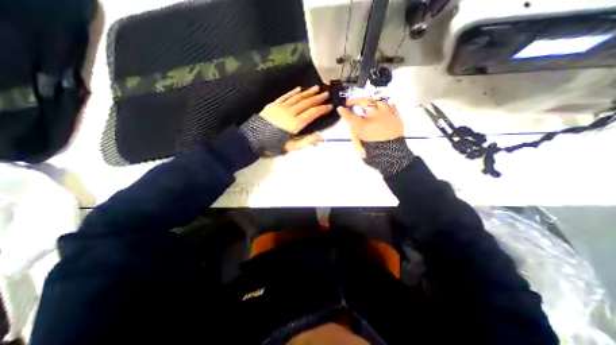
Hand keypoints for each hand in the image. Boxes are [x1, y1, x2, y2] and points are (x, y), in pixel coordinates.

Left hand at [263, 85, 334, 150]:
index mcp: (295, 124)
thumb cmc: (272, 145)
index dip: (322, 109)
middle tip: (326, 94)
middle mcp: (289, 112)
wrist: (252, 139)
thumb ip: (305, 142)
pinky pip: (285, 96)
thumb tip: (319, 136)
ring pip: (297, 98)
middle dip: (317, 98)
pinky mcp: (273, 105)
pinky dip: (293, 92)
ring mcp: (281, 107)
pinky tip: (299, 89)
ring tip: (316, 88)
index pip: (312, 114)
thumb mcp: (290, 147)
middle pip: (306, 103)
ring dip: (308, 92)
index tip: (329, 106)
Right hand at [336, 97, 404, 156]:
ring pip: (378, 102)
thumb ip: (354, 133)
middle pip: (364, 102)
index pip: (350, 116)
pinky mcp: (396, 117)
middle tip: (351, 103)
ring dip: (371, 103)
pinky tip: (381, 109)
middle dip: (355, 101)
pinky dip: (384, 106)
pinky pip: (391, 106)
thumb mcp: (358, 144)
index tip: (340, 109)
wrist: (392, 156)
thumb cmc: (373, 152)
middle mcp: (374, 117)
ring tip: (368, 105)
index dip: (344, 112)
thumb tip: (352, 124)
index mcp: (363, 126)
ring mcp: (387, 115)